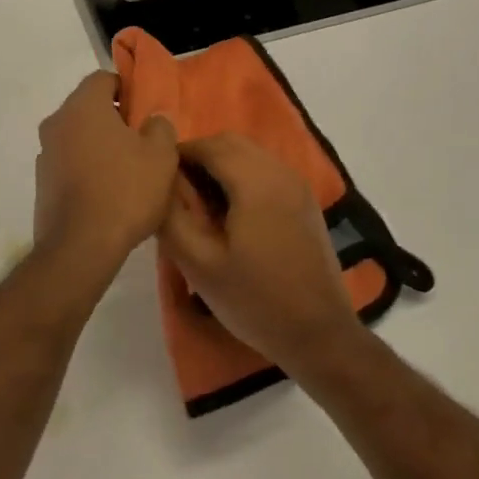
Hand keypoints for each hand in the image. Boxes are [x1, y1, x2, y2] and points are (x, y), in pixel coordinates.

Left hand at [33, 73, 178, 277]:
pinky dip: (87, 169)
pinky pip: (69, 163)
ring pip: (78, 136)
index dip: (127, 89)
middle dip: (114, 119)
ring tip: (127, 170)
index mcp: (83, 105)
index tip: (145, 111)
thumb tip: (153, 119)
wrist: (81, 247)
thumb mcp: (161, 155)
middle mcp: (57, 122)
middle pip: (89, 108)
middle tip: (142, 140)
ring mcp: (45, 153)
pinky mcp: (42, 183)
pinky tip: (108, 192)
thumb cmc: (125, 190)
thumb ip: (160, 126)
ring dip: (99, 145)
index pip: (103, 79)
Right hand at [159, 133, 361, 373]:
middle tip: (179, 193)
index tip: (159, 181)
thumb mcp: (199, 264)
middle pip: (232, 143)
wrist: (320, 335)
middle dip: (201, 157)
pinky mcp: (306, 201)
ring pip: (251, 154)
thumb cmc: (255, 300)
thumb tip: (160, 184)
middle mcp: (280, 171)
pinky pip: (267, 170)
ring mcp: (298, 185)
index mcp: (255, 181)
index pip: (209, 145)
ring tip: (202, 204)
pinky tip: (233, 214)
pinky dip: (243, 176)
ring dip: (222, 166)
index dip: (179, 155)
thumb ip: (172, 217)